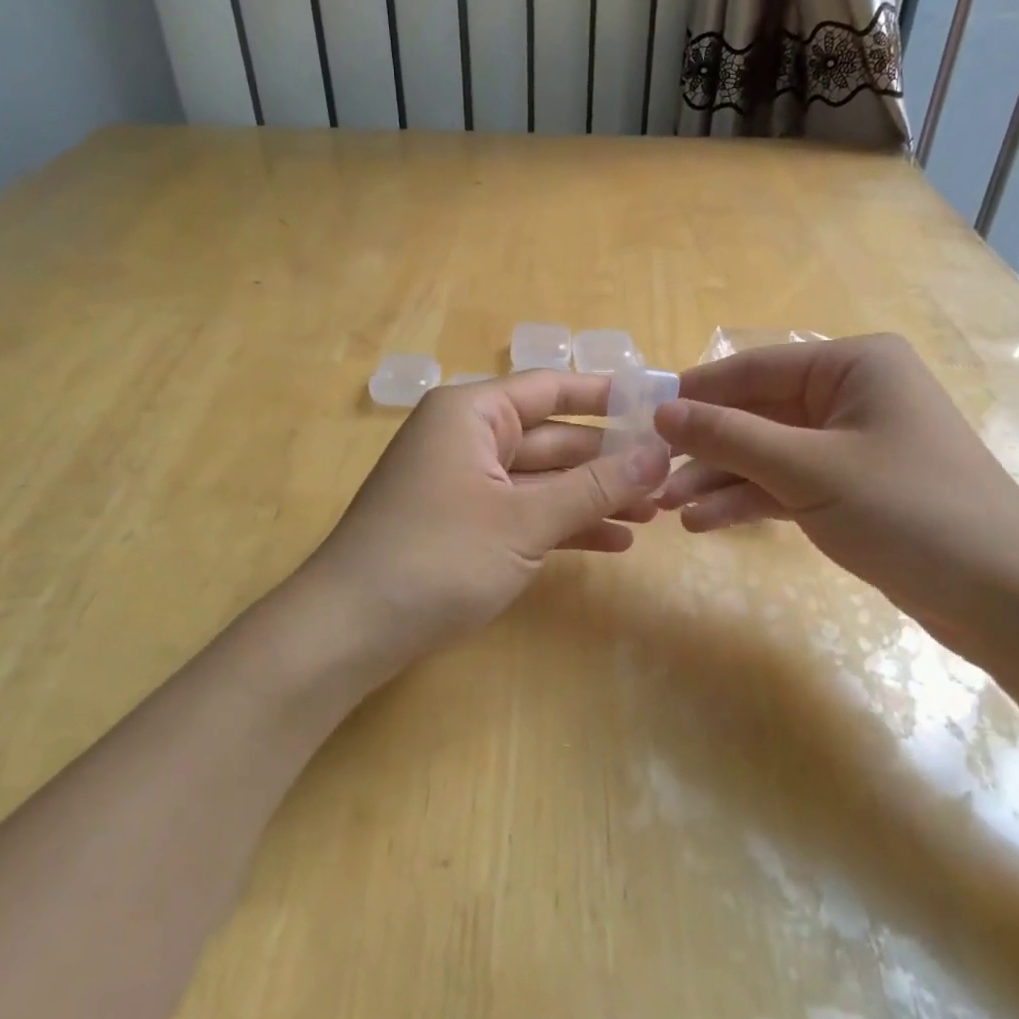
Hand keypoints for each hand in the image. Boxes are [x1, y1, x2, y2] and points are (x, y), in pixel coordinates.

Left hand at [304, 371, 670, 677]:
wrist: (350, 630)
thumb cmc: (439, 557)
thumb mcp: (525, 520)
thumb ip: (595, 486)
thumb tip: (660, 454)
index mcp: (472, 413)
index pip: (551, 388)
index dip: (607, 396)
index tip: (659, 407)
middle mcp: (467, 438)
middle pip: (552, 438)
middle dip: (609, 461)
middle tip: (669, 477)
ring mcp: (464, 483)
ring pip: (542, 479)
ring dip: (593, 496)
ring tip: (653, 513)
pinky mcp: (463, 524)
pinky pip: (523, 511)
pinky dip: (564, 525)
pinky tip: (613, 542)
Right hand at [653, 334, 1018, 660]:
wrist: (1006, 599)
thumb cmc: (908, 510)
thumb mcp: (809, 470)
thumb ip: (730, 437)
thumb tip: (662, 411)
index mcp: (853, 365)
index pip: (754, 367)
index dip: (696, 393)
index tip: (642, 416)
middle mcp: (851, 394)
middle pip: (758, 413)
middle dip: (706, 448)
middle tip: (650, 473)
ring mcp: (851, 444)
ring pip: (768, 453)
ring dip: (720, 479)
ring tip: (668, 507)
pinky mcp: (852, 489)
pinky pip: (788, 484)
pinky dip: (750, 502)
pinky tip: (706, 524)